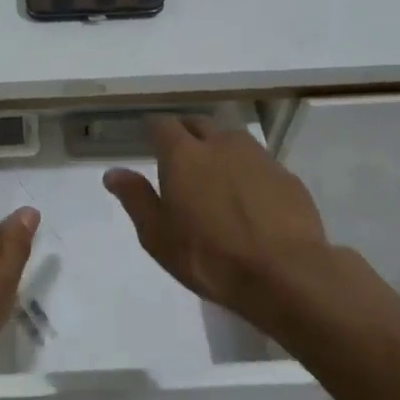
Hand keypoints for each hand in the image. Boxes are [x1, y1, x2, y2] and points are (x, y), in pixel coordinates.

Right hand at [104, 114, 365, 327]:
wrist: (286, 275)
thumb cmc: (210, 257)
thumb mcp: (158, 236)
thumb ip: (135, 198)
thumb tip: (113, 172)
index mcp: (183, 154)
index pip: (162, 125)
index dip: (153, 130)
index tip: (149, 141)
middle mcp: (220, 144)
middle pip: (198, 124)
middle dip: (186, 134)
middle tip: (180, 158)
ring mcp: (258, 157)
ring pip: (231, 140)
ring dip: (219, 150)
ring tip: (216, 177)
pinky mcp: (286, 176)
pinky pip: (259, 163)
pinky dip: (248, 172)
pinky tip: (250, 199)